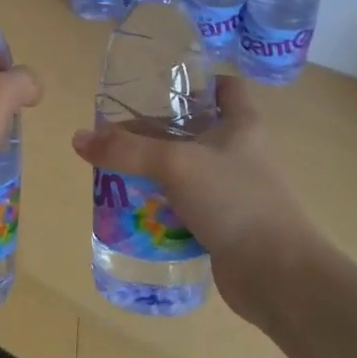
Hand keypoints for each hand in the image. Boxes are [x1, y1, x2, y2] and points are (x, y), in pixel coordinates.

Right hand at [71, 76, 318, 322]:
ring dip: (158, 169)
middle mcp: (242, 151)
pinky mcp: (227, 222)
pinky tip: (135, 205)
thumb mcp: (175, 164)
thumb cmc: (235, 200)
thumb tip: (78, 138)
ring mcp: (235, 189)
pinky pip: (189, 203)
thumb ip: (126, 150)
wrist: (278, 275)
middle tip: (118, 134)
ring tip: (117, 169)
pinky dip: (165, 202)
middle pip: (195, 128)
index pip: (224, 86)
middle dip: (158, 130)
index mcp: (242, 123)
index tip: (158, 88)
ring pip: (189, 168)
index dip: (196, 82)